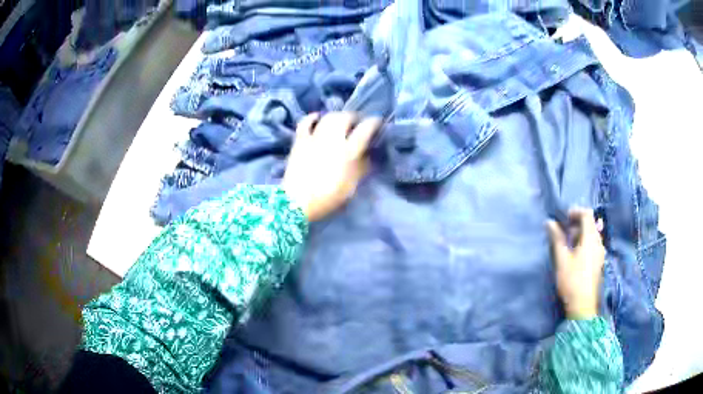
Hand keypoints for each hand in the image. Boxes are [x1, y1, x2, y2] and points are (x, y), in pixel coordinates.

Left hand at [282, 112, 381, 221]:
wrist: (296, 203)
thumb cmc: (327, 198)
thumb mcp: (351, 186)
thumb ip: (361, 167)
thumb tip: (367, 154)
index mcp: (348, 152)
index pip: (365, 129)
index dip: (373, 122)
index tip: (377, 122)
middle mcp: (332, 139)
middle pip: (345, 118)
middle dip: (354, 117)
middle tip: (358, 123)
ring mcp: (314, 138)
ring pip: (328, 117)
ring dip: (337, 116)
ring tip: (341, 121)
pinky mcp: (300, 140)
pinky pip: (306, 122)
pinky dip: (313, 118)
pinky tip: (318, 118)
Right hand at [547, 209, 605, 319]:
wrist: (583, 304)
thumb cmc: (572, 280)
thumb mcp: (562, 258)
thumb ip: (557, 238)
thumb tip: (549, 222)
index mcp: (591, 238)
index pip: (587, 214)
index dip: (576, 211)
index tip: (564, 218)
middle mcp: (599, 242)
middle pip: (591, 223)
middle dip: (577, 223)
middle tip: (564, 231)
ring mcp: (600, 252)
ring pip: (593, 234)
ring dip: (581, 233)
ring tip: (569, 243)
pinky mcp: (599, 261)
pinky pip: (593, 243)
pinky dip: (585, 242)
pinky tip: (576, 253)